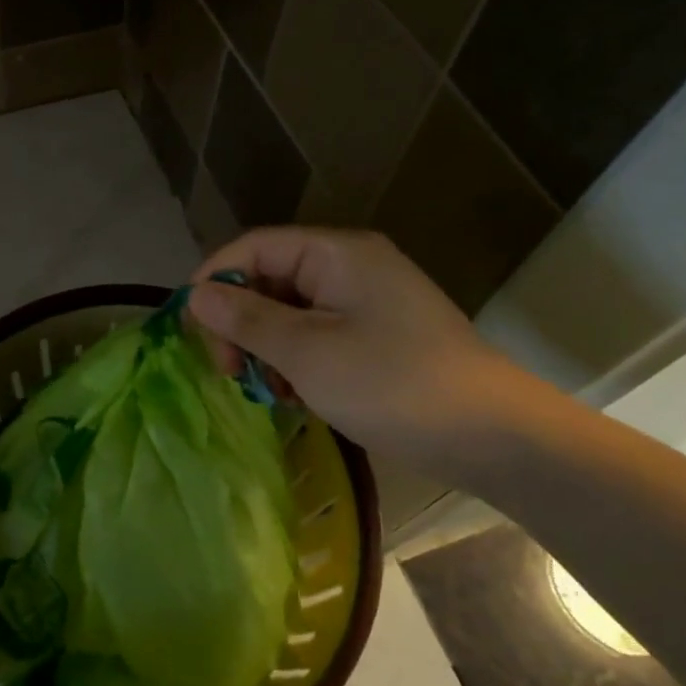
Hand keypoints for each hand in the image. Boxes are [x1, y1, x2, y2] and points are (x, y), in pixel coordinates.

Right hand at [188, 227, 532, 485]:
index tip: (191, 329)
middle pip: (270, 279)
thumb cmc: (392, 385)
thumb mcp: (307, 352)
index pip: (254, 248)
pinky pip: (317, 335)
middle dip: (241, 323)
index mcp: (336, 254)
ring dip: (267, 348)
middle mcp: (351, 267)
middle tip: (230, 373)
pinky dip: (296, 362)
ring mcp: (367, 302)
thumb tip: (195, 295)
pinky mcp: (377, 336)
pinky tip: (297, 397)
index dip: (215, 281)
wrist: (494, 437)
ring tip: (268, 392)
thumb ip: (247, 319)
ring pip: (290, 312)